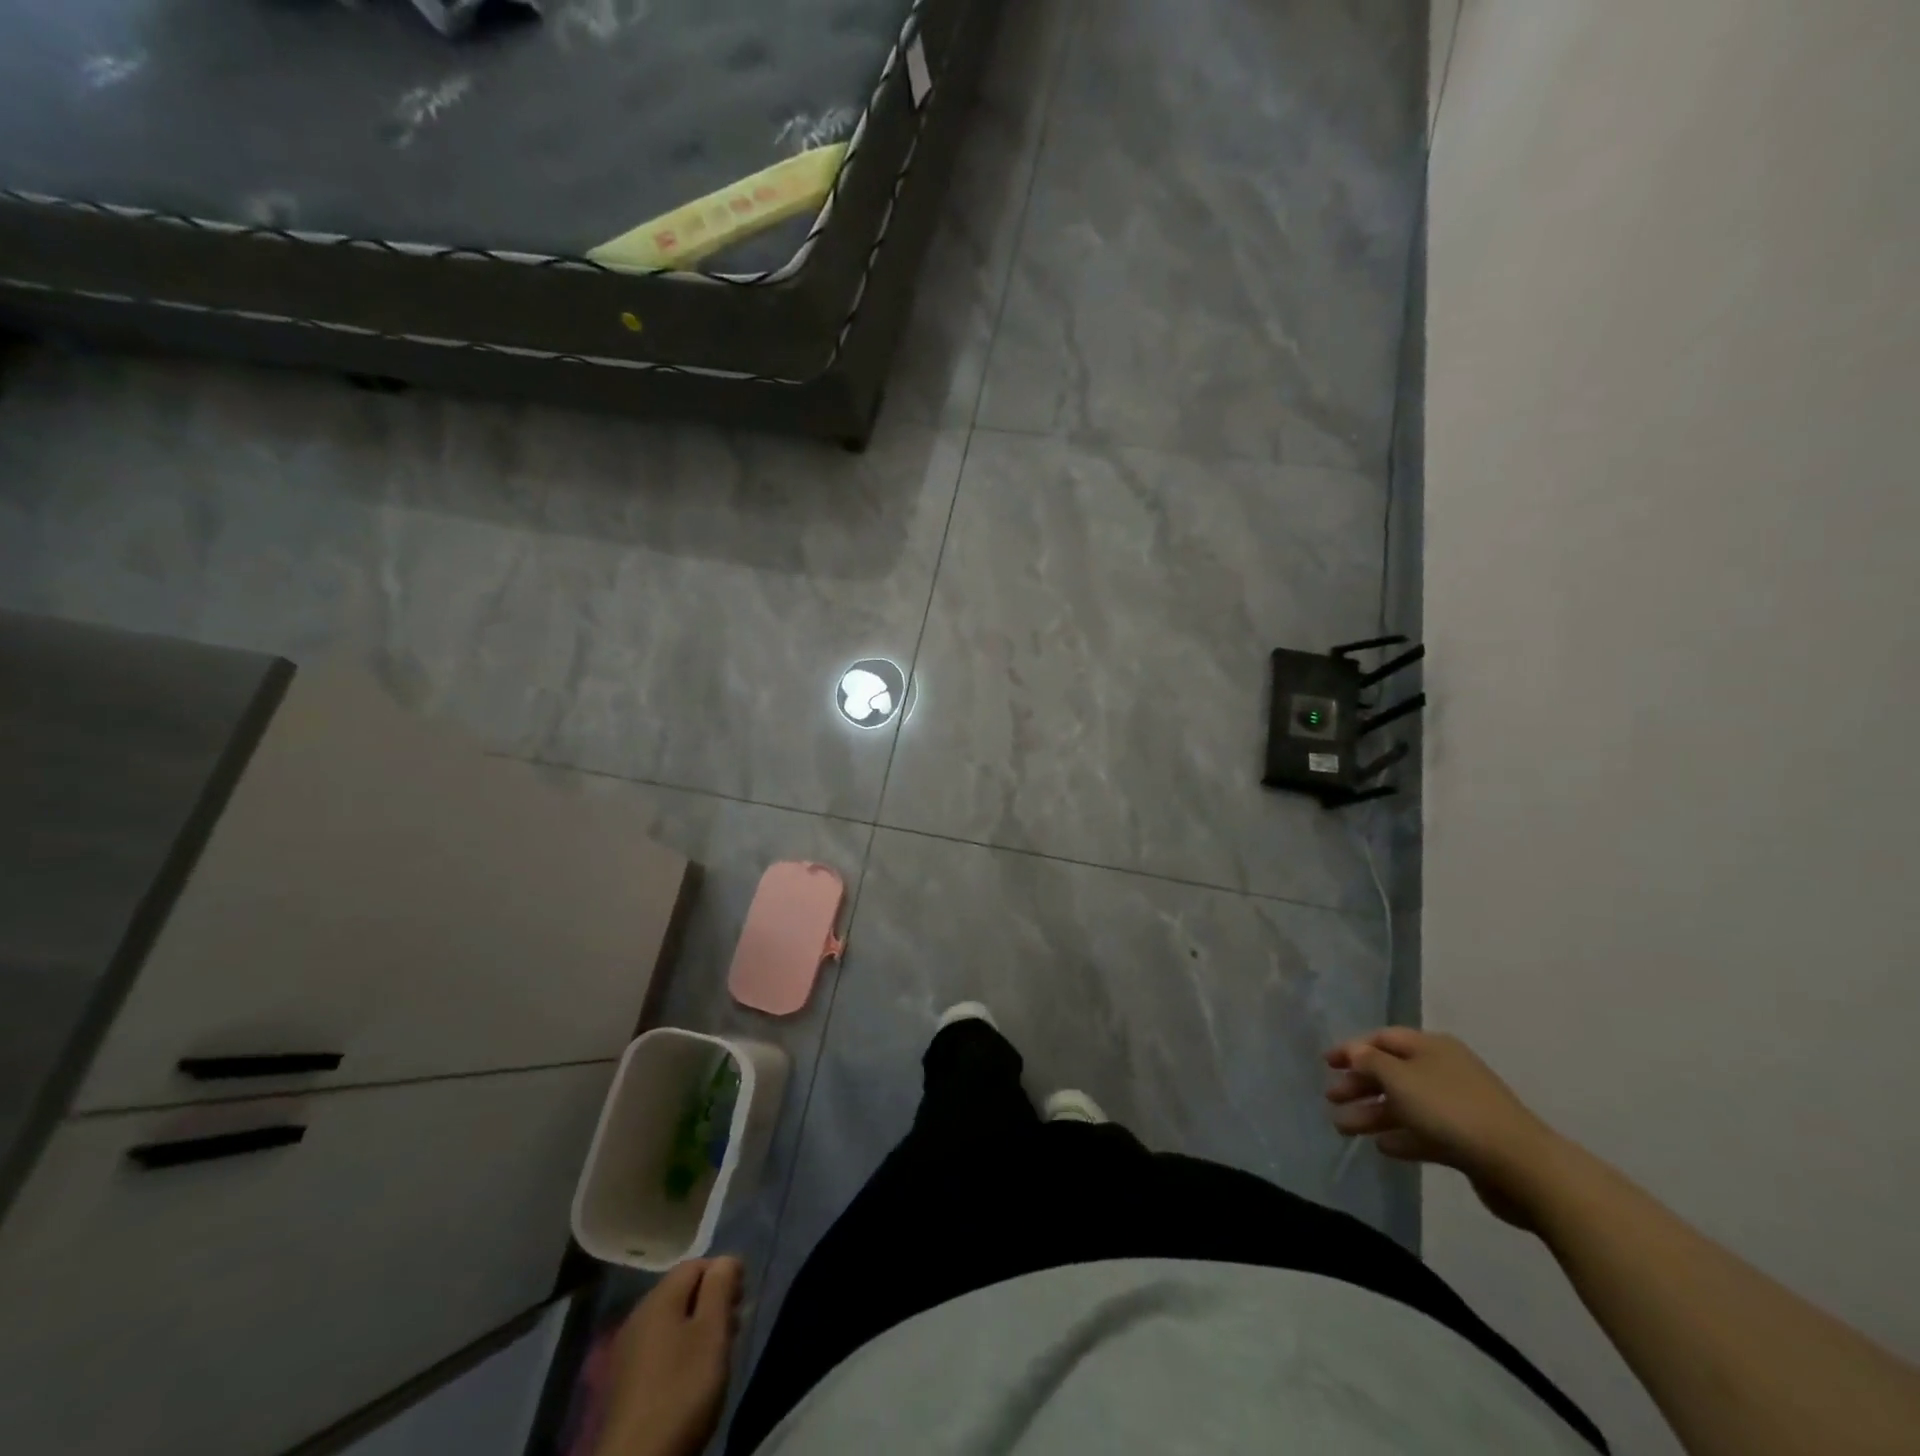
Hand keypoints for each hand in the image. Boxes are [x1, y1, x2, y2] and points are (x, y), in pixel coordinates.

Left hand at [594, 1257, 743, 1455]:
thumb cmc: (681, 1390)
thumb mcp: (712, 1333)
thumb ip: (720, 1287)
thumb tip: (726, 1259)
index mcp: (659, 1299)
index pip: (696, 1264)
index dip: (723, 1272)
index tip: (743, 1298)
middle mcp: (638, 1316)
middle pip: (682, 1291)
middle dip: (712, 1299)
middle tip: (736, 1324)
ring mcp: (628, 1351)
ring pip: (671, 1321)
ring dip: (698, 1325)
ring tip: (719, 1351)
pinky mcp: (624, 1383)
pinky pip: (659, 1347)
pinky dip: (680, 1349)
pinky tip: (692, 1374)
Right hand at [1325, 1028, 1563, 1228]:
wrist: (1522, 1166)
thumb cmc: (1452, 1110)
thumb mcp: (1401, 1079)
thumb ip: (1371, 1062)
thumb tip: (1355, 1051)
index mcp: (1431, 1047)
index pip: (1382, 1039)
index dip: (1352, 1048)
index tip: (1326, 1063)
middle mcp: (1443, 1070)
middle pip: (1392, 1072)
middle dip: (1359, 1085)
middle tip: (1331, 1099)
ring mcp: (1457, 1106)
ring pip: (1405, 1105)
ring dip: (1373, 1114)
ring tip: (1343, 1128)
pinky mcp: (1467, 1141)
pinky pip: (1424, 1132)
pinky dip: (1401, 1135)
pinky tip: (1382, 1147)